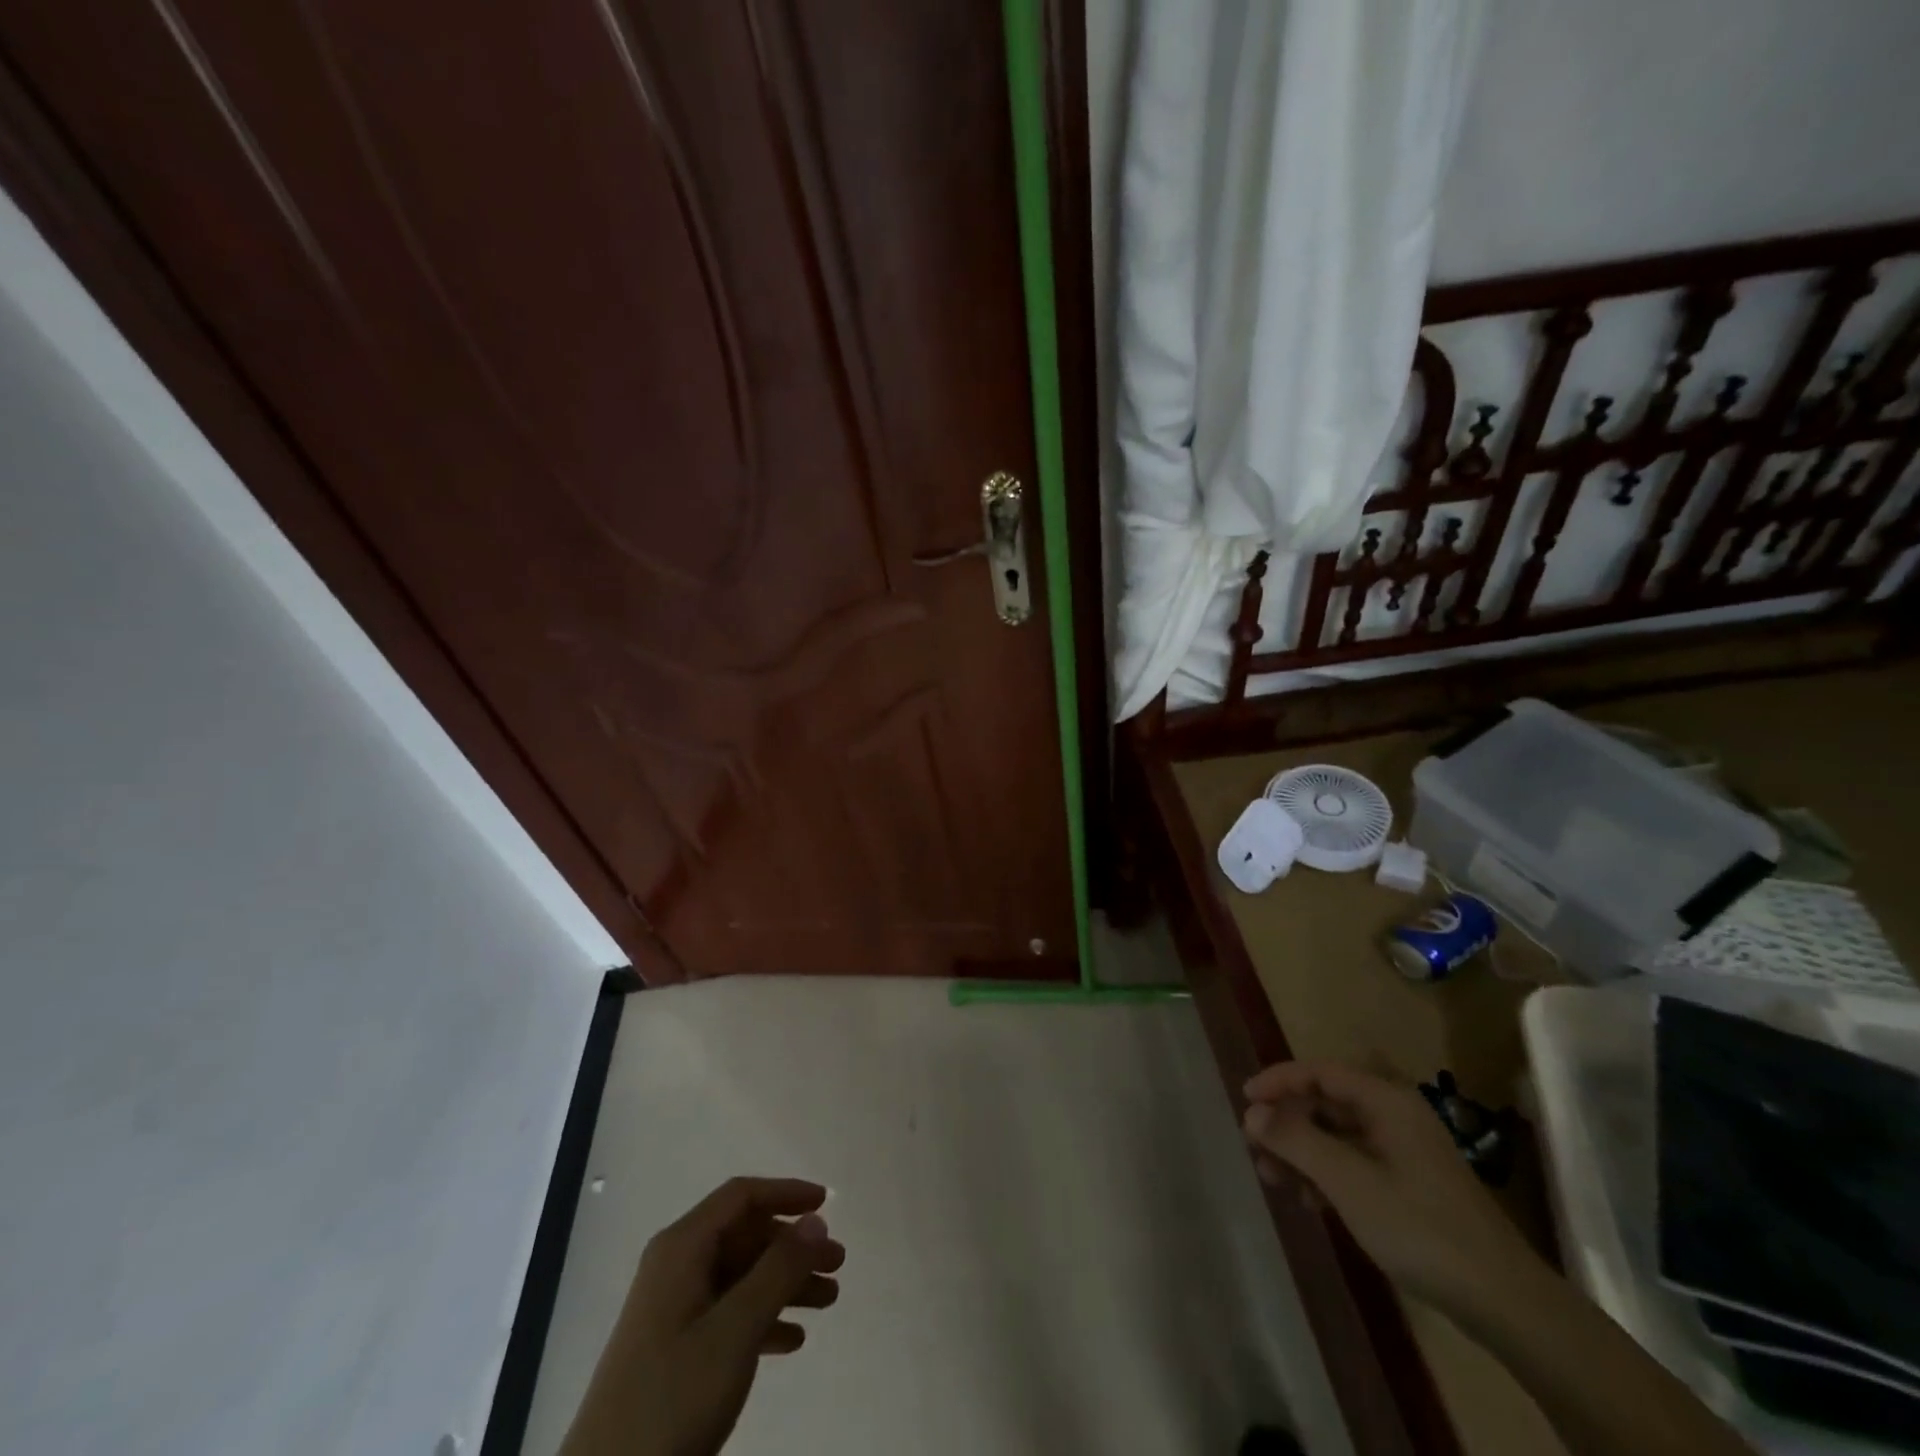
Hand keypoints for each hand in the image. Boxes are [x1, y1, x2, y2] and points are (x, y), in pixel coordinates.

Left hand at [561, 1177, 844, 1455]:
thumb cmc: (672, 1398)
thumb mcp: (735, 1330)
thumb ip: (779, 1270)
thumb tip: (816, 1219)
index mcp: (682, 1249)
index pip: (741, 1197)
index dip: (785, 1193)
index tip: (826, 1204)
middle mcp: (676, 1268)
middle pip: (744, 1236)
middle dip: (793, 1246)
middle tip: (837, 1264)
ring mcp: (673, 1310)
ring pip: (741, 1276)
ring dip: (785, 1284)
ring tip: (829, 1301)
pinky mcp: (673, 1350)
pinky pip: (728, 1314)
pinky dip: (763, 1318)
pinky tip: (793, 1340)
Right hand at [1242, 1061, 1540, 1311]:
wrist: (1504, 1302)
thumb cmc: (1419, 1227)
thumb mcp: (1347, 1181)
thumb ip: (1296, 1140)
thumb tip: (1253, 1112)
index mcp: (1385, 1101)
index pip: (1319, 1072)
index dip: (1278, 1080)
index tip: (1245, 1099)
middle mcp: (1395, 1116)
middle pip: (1327, 1103)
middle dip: (1288, 1123)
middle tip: (1255, 1148)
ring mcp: (1406, 1152)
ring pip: (1338, 1136)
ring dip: (1303, 1152)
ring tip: (1274, 1179)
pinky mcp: (1412, 1185)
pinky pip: (1355, 1163)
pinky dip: (1327, 1174)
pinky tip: (1311, 1202)